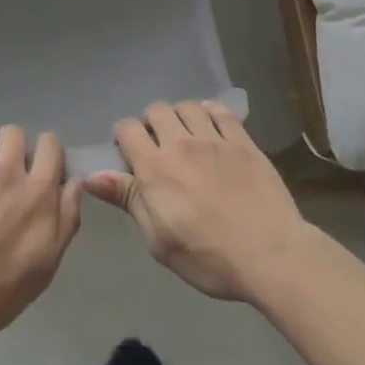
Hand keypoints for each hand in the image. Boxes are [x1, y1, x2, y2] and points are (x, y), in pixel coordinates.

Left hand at [0, 124, 83, 339]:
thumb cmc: (2, 289)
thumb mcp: (48, 263)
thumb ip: (67, 218)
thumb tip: (76, 182)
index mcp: (38, 191)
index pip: (50, 144)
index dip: (45, 150)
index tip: (37, 165)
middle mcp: (7, 170)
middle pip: (13, 132)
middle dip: (10, 145)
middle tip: (2, 167)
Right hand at [85, 100, 308, 302]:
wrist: (271, 256)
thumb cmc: (208, 258)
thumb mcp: (159, 240)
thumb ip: (128, 200)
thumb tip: (92, 176)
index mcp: (155, 168)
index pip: (127, 129)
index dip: (123, 138)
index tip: (130, 157)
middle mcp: (180, 144)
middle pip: (156, 110)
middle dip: (150, 123)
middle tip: (158, 146)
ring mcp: (214, 139)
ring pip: (187, 106)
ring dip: (179, 116)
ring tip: (184, 136)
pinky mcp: (243, 141)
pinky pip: (220, 111)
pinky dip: (209, 113)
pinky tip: (211, 127)